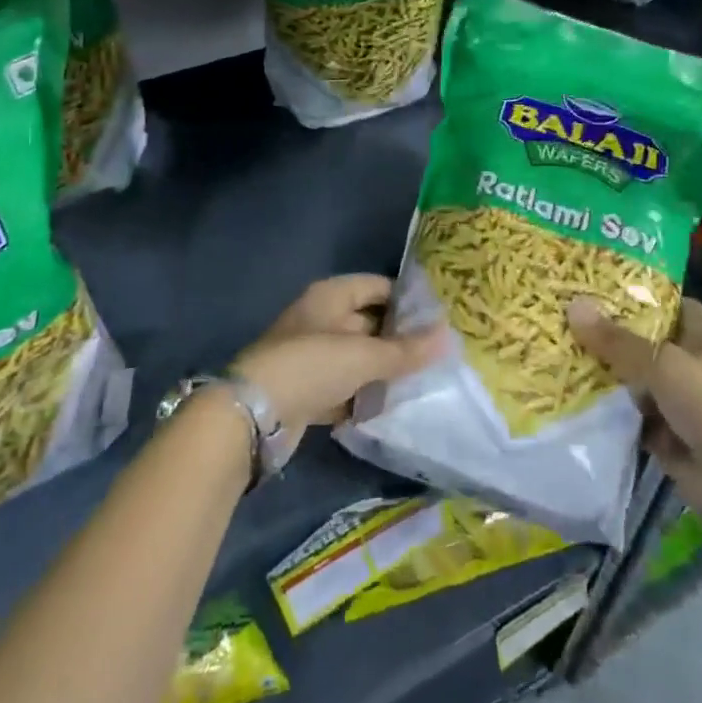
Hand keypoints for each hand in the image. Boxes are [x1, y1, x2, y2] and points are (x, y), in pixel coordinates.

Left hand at [233, 275, 443, 451]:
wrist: (252, 416)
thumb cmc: (311, 366)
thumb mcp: (365, 356)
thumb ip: (406, 350)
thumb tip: (449, 336)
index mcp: (330, 296)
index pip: (377, 286)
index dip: (406, 299)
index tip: (438, 317)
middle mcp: (319, 319)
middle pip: (368, 322)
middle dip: (398, 338)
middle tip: (436, 353)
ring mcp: (310, 355)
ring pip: (356, 357)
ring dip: (381, 370)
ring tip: (420, 381)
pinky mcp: (305, 390)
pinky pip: (343, 386)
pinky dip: (362, 395)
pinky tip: (388, 408)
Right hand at [568, 295, 701, 552]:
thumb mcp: (664, 366)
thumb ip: (617, 341)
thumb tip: (572, 306)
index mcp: (697, 334)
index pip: (664, 300)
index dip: (633, 290)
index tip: (590, 281)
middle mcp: (684, 360)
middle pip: (639, 338)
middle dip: (604, 330)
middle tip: (554, 311)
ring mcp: (672, 398)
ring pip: (628, 376)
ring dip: (597, 369)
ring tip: (548, 346)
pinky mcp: (659, 433)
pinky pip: (624, 413)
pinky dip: (601, 408)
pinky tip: (561, 392)